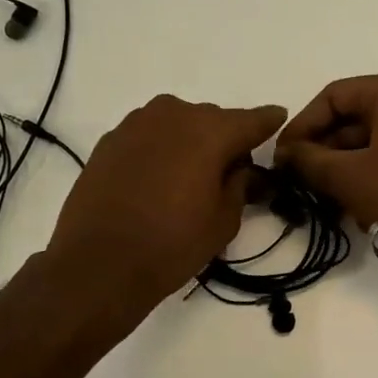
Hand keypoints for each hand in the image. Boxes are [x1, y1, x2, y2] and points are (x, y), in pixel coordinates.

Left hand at [44, 94, 285, 311]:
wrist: (98, 263)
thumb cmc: (172, 244)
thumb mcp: (224, 221)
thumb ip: (240, 185)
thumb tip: (242, 169)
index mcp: (210, 131)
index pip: (251, 120)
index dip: (268, 123)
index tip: (278, 120)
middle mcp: (174, 114)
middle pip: (212, 120)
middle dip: (225, 140)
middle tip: (231, 171)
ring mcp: (136, 124)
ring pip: (177, 124)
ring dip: (190, 142)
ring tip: (190, 176)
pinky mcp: (109, 140)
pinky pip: (148, 136)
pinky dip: (160, 149)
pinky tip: (157, 179)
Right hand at [275, 74, 377, 251]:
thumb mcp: (346, 176)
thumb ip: (307, 160)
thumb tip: (285, 154)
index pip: (332, 96)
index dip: (302, 125)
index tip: (283, 156)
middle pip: (353, 117)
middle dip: (323, 148)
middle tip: (300, 177)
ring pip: (372, 138)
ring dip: (343, 164)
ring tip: (323, 194)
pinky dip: (369, 171)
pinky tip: (354, 201)